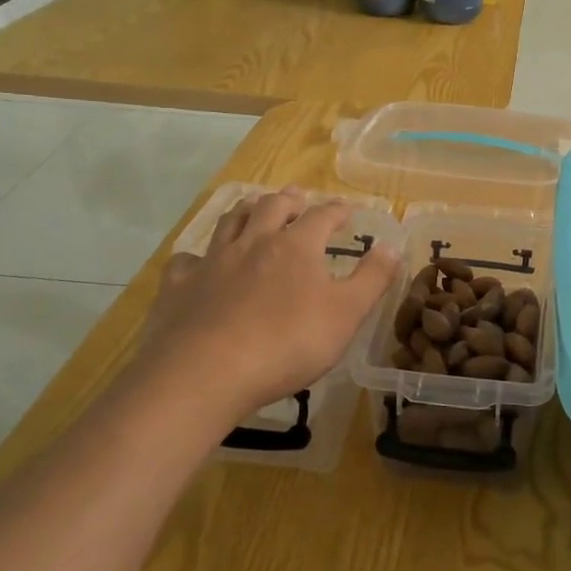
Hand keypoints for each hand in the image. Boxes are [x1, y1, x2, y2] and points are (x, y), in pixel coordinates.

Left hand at [127, 189, 397, 430]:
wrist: (205, 373)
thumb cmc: (287, 343)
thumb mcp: (346, 315)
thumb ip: (372, 279)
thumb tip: (392, 247)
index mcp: (296, 246)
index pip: (322, 216)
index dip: (336, 210)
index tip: (346, 210)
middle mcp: (253, 242)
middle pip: (271, 207)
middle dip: (288, 200)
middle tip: (297, 197)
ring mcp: (212, 261)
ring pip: (229, 222)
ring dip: (245, 211)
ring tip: (253, 208)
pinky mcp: (178, 286)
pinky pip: (187, 260)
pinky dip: (197, 257)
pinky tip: (198, 264)